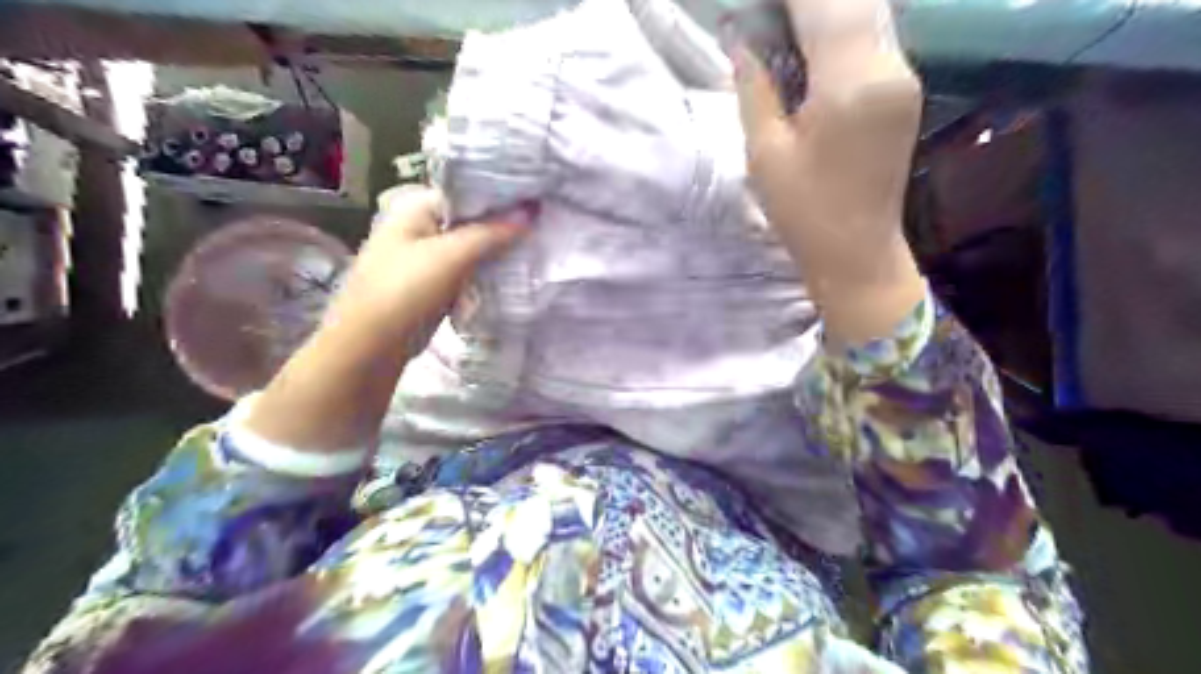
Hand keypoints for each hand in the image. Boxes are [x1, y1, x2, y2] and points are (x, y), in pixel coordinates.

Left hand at [243, 187, 525, 455]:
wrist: (371, 345)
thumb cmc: (404, 290)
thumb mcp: (450, 256)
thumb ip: (491, 232)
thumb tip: (532, 211)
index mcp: (416, 206)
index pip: (467, 189)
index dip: (501, 193)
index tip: (537, 198)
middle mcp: (421, 224)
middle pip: (471, 218)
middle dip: (503, 222)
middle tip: (543, 221)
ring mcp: (427, 255)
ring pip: (472, 245)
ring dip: (498, 247)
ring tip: (537, 241)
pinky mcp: (435, 282)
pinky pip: (468, 268)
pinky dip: (488, 268)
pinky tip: (515, 268)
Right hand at [726, 1, 920, 346]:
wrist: (857, 252)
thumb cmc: (804, 211)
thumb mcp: (764, 152)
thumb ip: (753, 86)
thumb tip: (739, 36)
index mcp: (850, 83)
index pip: (821, 2)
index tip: (753, 4)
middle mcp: (889, 66)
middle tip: (766, 13)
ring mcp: (904, 75)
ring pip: (869, 9)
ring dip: (825, 8)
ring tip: (782, 22)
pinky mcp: (905, 89)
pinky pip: (874, 35)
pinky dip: (841, 25)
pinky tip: (809, 40)